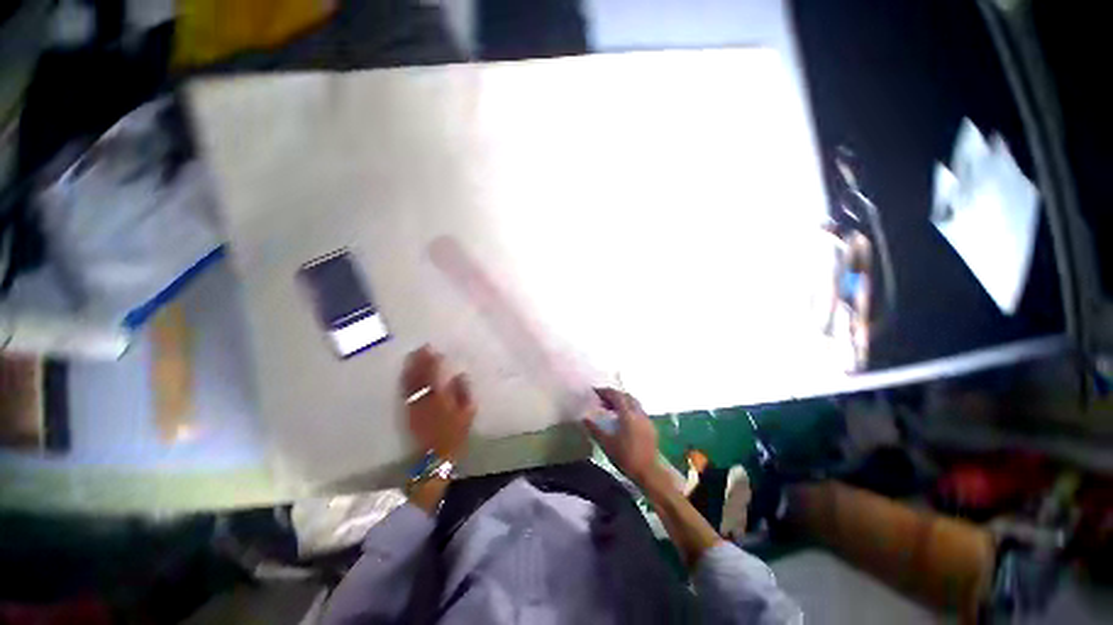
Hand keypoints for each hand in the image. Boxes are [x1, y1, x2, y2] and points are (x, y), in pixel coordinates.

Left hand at [401, 346, 475, 460]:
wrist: (434, 457)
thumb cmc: (454, 435)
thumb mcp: (467, 413)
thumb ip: (463, 392)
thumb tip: (460, 374)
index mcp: (439, 398)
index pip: (433, 375)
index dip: (431, 361)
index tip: (433, 349)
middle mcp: (423, 399)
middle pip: (418, 376)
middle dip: (418, 361)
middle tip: (420, 348)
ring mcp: (413, 406)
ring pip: (409, 383)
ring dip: (410, 368)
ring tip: (412, 356)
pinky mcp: (407, 413)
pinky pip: (405, 392)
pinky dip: (405, 381)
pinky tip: (407, 374)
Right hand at [584, 388, 661, 487]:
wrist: (650, 472)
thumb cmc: (626, 457)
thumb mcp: (606, 444)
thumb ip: (595, 429)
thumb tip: (584, 418)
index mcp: (628, 414)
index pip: (616, 395)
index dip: (605, 391)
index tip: (595, 391)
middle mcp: (638, 413)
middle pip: (626, 396)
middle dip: (613, 395)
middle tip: (601, 400)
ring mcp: (646, 419)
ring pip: (633, 402)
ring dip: (622, 401)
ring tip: (610, 409)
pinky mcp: (650, 426)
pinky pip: (638, 410)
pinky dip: (628, 408)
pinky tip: (622, 419)